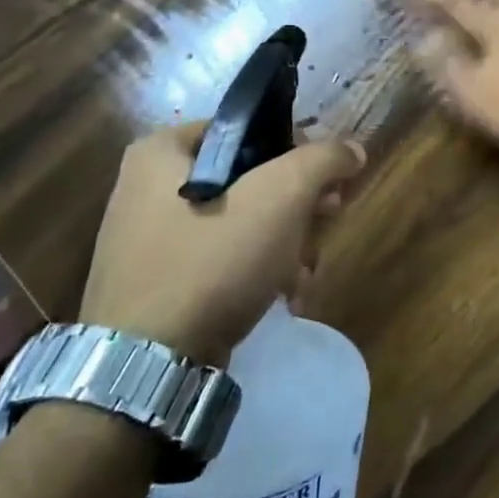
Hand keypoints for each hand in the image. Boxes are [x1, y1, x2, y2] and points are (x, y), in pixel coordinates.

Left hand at [80, 126, 364, 362]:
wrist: (147, 369)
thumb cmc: (212, 261)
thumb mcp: (281, 195)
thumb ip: (323, 160)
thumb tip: (352, 150)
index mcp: (161, 153)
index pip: (248, 128)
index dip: (297, 148)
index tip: (326, 179)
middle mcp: (146, 189)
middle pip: (249, 178)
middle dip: (297, 206)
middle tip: (326, 220)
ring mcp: (149, 241)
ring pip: (241, 222)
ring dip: (285, 244)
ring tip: (304, 273)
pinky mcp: (158, 285)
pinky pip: (220, 260)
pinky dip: (256, 272)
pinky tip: (284, 296)